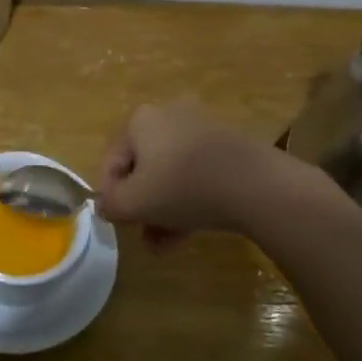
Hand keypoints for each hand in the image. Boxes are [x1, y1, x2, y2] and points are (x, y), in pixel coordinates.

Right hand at [95, 101, 273, 236]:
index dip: (109, 194)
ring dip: (163, 209)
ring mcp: (202, 129)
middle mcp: (169, 115)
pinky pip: (197, 174)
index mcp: (140, 120)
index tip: (118, 222)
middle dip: (140, 205)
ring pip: (171, 175)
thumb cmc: (183, 187)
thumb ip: (111, 204)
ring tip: (164, 245)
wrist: (255, 184)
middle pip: (143, 167)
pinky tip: (188, 233)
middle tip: (142, 234)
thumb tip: (105, 205)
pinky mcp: (227, 147)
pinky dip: (188, 200)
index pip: (111, 160)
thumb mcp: (134, 202)